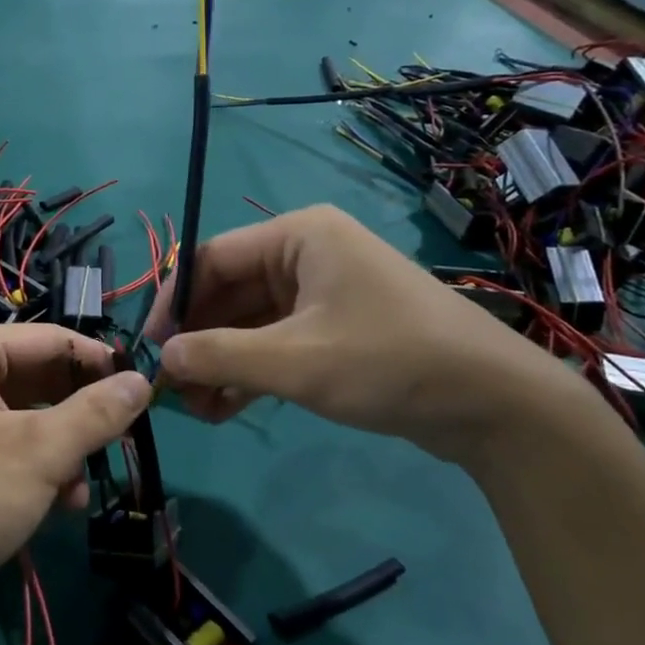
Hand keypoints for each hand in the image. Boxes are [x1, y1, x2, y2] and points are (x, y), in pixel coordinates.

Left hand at [0, 324, 150, 612]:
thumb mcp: (38, 453)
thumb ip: (96, 413)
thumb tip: (143, 381)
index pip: (50, 339)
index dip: (100, 364)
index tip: (144, 394)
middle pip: (39, 377)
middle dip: (79, 416)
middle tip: (122, 444)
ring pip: (27, 415)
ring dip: (62, 450)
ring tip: (80, 490)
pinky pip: (6, 442)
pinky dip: (36, 467)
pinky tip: (58, 504)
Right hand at [145, 204, 583, 462]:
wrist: (496, 405)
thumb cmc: (390, 361)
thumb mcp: (294, 361)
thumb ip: (218, 355)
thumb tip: (160, 360)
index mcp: (298, 236)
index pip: (211, 258)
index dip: (173, 302)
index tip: (147, 348)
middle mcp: (307, 254)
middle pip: (228, 291)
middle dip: (198, 340)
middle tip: (171, 389)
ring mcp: (322, 292)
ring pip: (249, 322)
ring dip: (220, 362)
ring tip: (196, 409)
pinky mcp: (335, 328)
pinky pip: (275, 341)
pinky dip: (250, 370)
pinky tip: (226, 407)